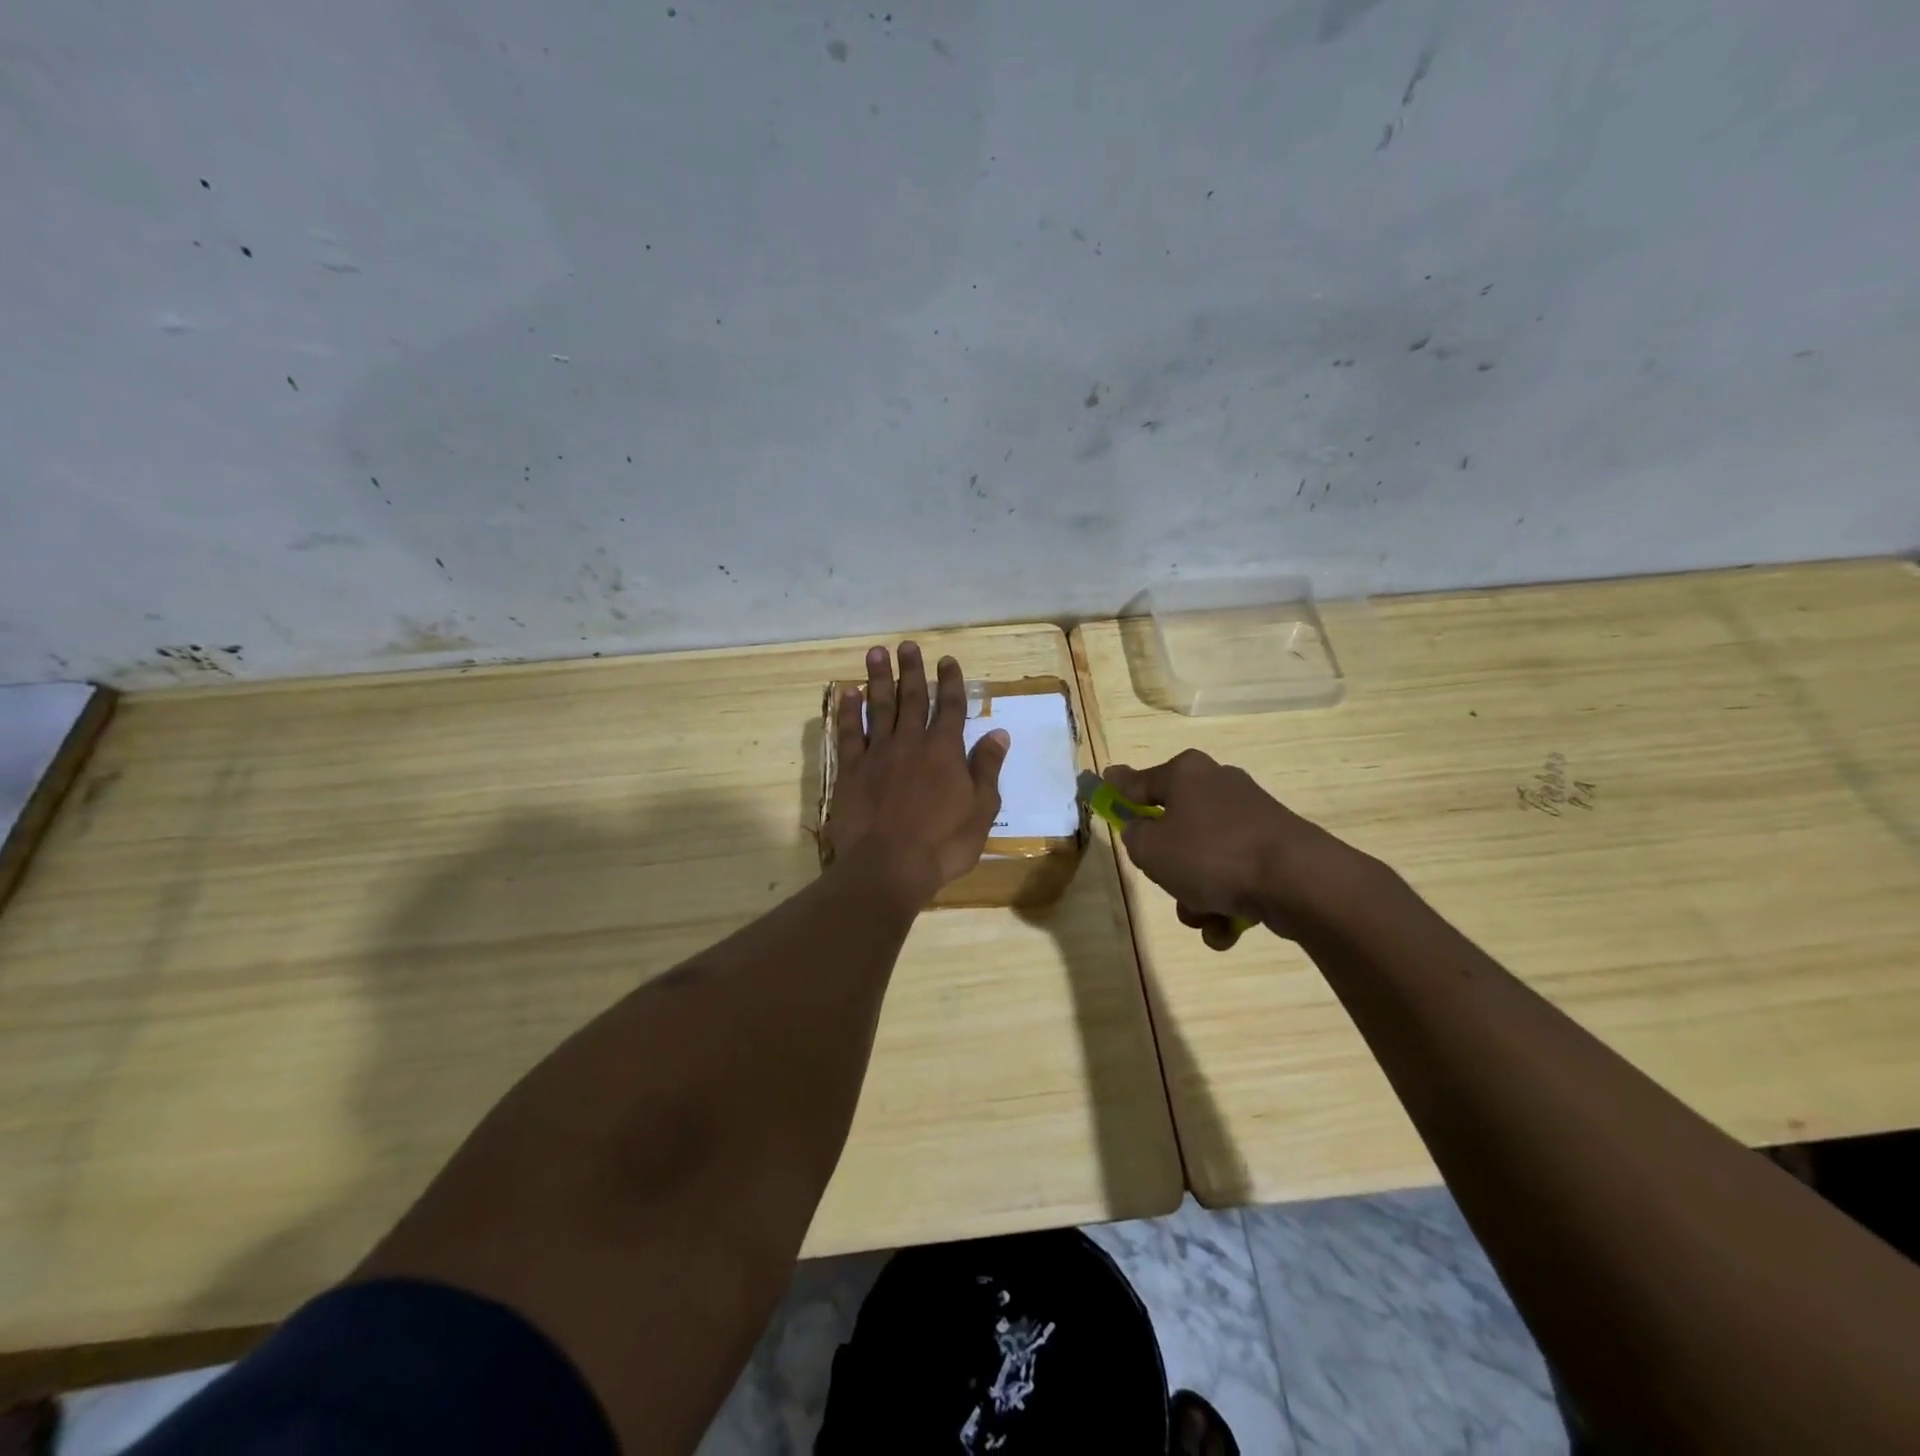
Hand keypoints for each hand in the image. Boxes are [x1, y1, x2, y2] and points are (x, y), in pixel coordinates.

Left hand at [825, 642, 1009, 904]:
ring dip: (878, 679)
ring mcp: (877, 754)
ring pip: (879, 707)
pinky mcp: (850, 770)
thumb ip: (987, 768)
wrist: (888, 866)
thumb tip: (999, 733)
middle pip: (912, 698)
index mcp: (945, 751)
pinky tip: (847, 693)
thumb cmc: (943, 844)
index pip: (951, 707)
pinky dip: (848, 711)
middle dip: (911, 670)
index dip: (950, 682)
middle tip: (907, 645)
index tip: (947, 660)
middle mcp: (911, 742)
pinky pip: (849, 733)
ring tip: (876, 653)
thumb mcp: (981, 810)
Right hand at [1104, 750, 1357, 943]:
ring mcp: (1250, 817)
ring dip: (1196, 894)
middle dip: (1168, 866)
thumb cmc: (1211, 854)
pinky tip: (1228, 926)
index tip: (1102, 785)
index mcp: (1185, 774)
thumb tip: (1140, 826)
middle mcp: (1218, 786)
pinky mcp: (1275, 847)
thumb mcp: (1151, 848)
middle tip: (1166, 881)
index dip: (1117, 789)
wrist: (1297, 881)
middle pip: (1175, 826)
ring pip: (1204, 859)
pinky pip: (1235, 875)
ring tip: (1203, 917)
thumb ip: (1134, 834)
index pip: (1138, 781)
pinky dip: (1226, 903)